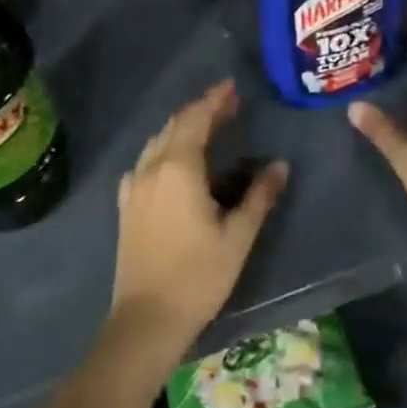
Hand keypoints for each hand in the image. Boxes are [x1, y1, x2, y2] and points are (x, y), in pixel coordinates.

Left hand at [111, 80, 288, 356]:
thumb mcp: (238, 237)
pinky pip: (145, 161)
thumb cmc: (198, 276)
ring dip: (182, 127)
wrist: (146, 320)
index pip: (197, 119)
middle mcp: (152, 168)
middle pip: (176, 125)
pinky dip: (164, 148)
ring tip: (207, 126)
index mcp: (179, 168)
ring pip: (158, 141)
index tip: (232, 87)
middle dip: (202, 109)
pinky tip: (173, 162)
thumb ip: (260, 196)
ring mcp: (134, 186)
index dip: (214, 99)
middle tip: (228, 104)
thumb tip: (281, 166)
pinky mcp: (126, 205)